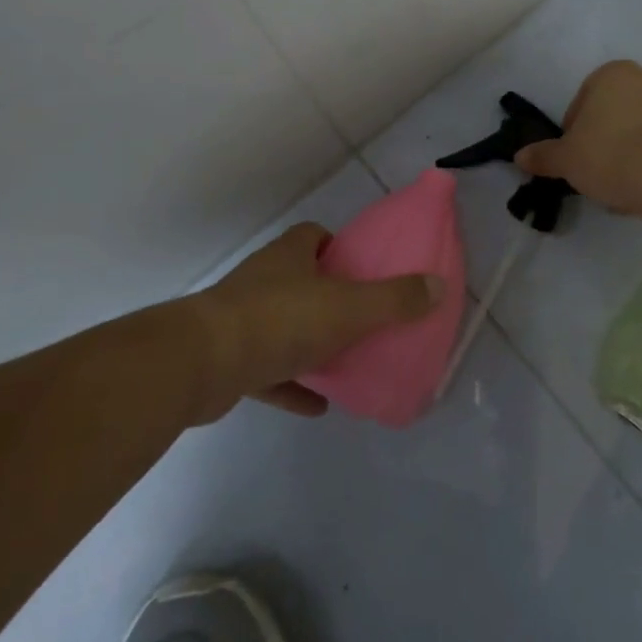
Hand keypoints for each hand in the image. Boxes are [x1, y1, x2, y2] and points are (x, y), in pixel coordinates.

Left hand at [184, 222, 440, 422]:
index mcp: (289, 256)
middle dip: (328, 296)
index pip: (313, 236)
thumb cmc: (281, 320)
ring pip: (283, 325)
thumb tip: (438, 285)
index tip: (362, 268)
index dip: (338, 247)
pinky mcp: (230, 360)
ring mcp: (243, 320)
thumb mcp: (349, 307)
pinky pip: (269, 372)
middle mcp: (264, 280)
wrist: (203, 363)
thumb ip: (394, 299)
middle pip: (300, 279)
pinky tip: (320, 405)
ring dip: (310, 342)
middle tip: (362, 318)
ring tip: (346, 361)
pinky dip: (293, 385)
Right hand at [513, 59, 641, 215]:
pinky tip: (641, 188)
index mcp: (611, 74)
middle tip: (593, 172)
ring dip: (626, 154)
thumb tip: (520, 156)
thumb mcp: (566, 158)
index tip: (573, 157)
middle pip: (611, 115)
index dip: (572, 132)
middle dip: (601, 141)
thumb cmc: (610, 154)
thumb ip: (543, 156)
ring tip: (618, 186)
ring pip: (637, 132)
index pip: (581, 102)